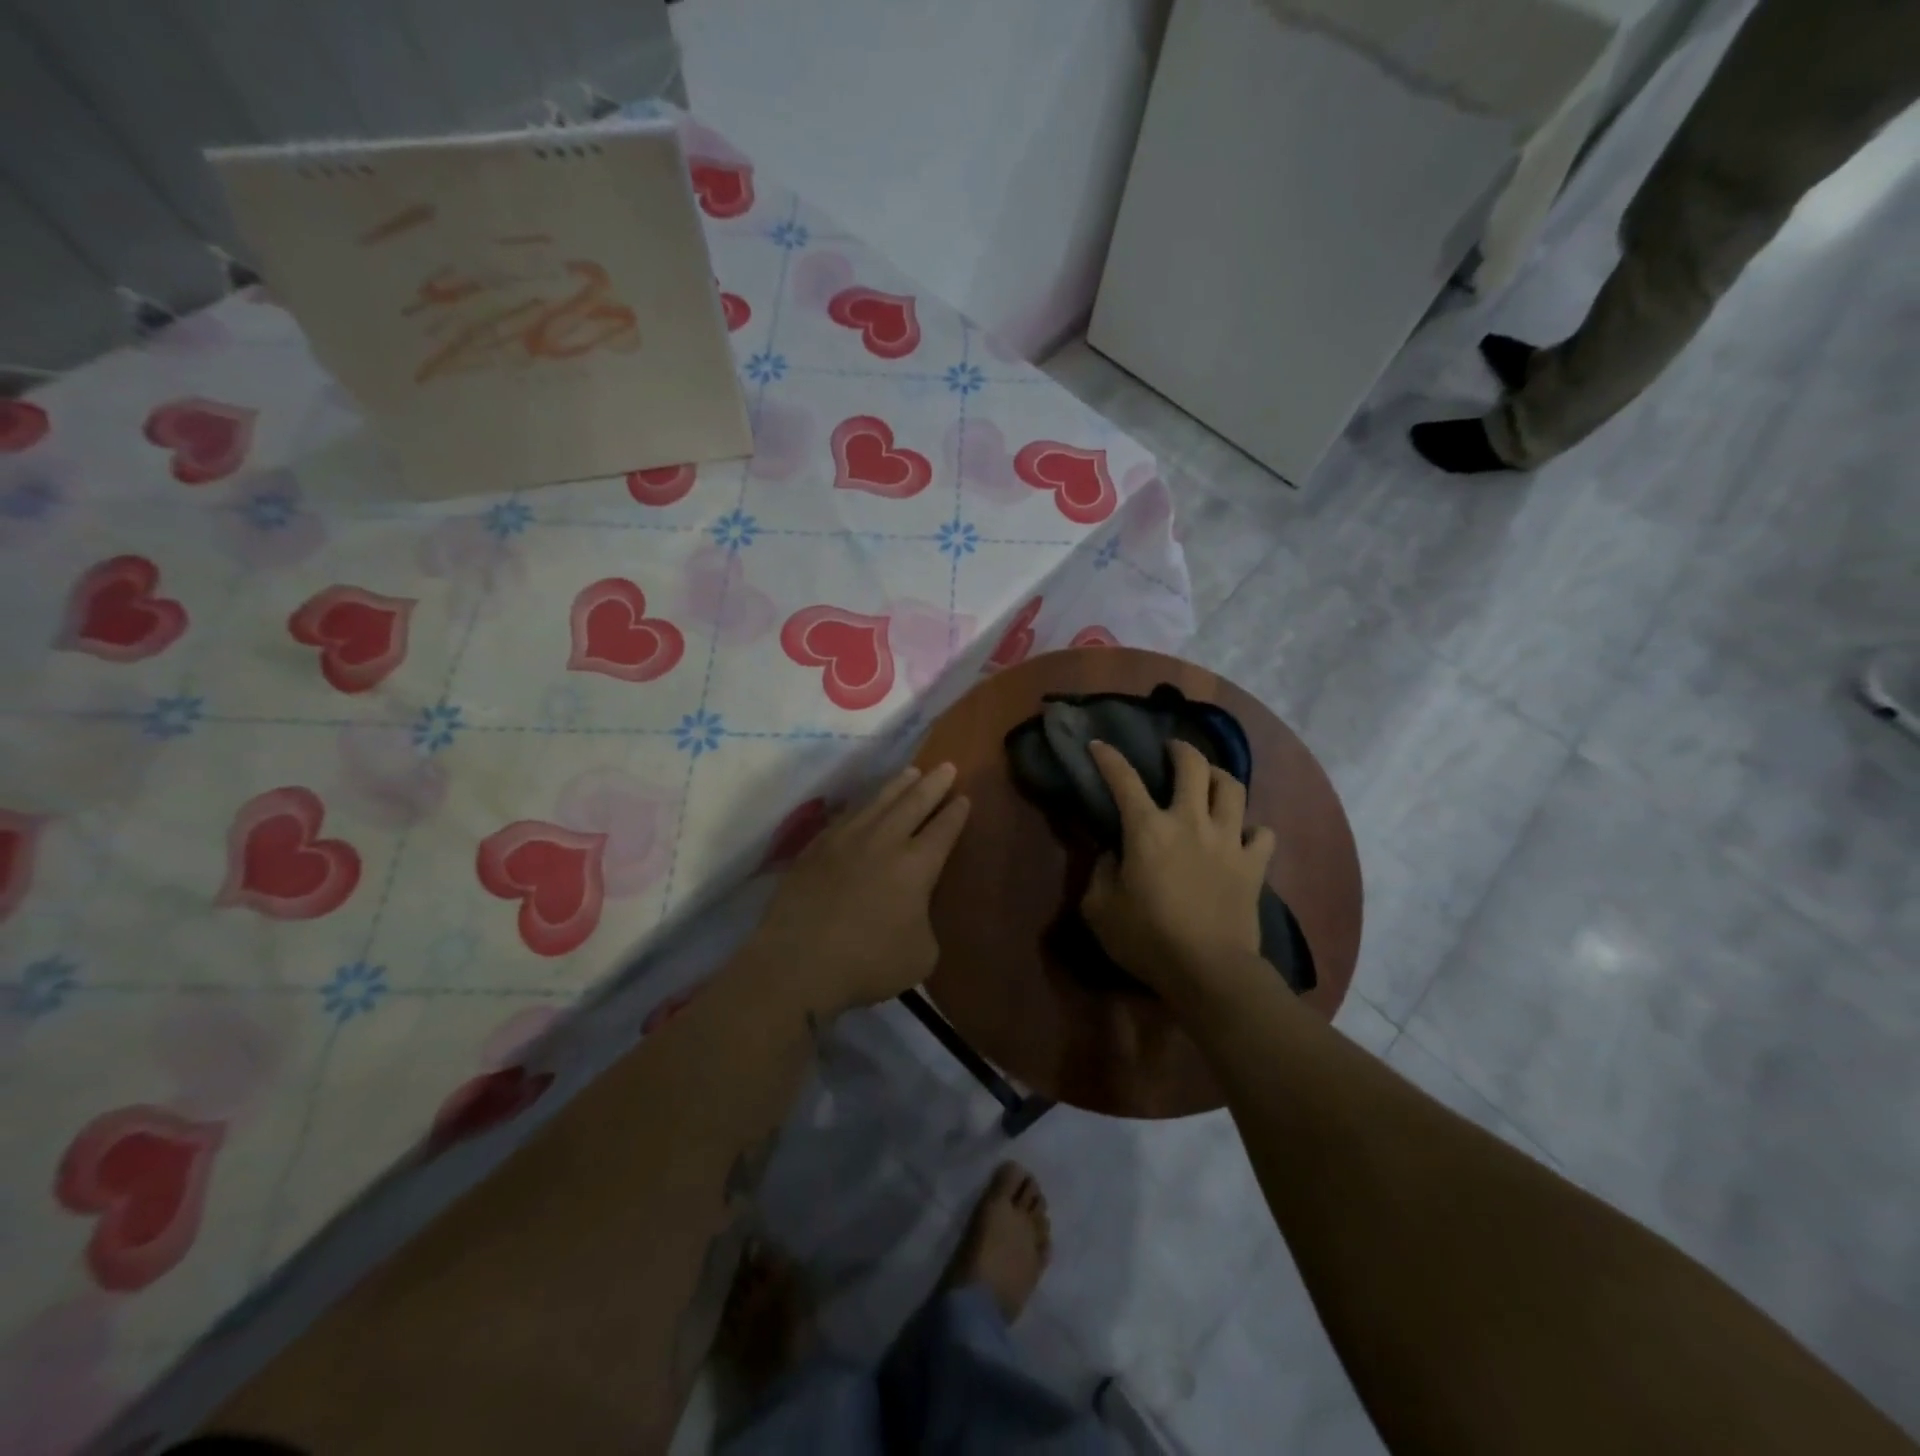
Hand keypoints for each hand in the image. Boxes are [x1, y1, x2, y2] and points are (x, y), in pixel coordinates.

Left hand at [751, 763, 971, 1013]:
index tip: (964, 797)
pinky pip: (846, 816)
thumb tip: (913, 912)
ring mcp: (846, 840)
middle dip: (933, 784)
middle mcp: (884, 841)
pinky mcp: (815, 847)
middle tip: (946, 766)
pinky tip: (865, 803)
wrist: (798, 963)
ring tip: (911, 772)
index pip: (943, 829)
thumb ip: (924, 925)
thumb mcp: (920, 956)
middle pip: (914, 802)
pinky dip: (863, 804)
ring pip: (878, 801)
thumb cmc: (867, 963)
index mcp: (917, 866)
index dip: (956, 813)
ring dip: (899, 785)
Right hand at [1081, 739, 1274, 997]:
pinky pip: (1263, 833)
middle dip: (1180, 750)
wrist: (1209, 971)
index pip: (1123, 779)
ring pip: (1232, 788)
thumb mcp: (1099, 909)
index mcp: (1148, 829)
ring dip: (1219, 776)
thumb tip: (1113, 854)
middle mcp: (1190, 822)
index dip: (1108, 757)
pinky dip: (1252, 829)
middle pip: (1193, 766)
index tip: (1099, 744)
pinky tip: (1241, 834)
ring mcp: (1228, 840)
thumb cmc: (1148, 939)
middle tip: (1171, 751)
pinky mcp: (1253, 865)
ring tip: (1210, 779)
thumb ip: (1100, 872)